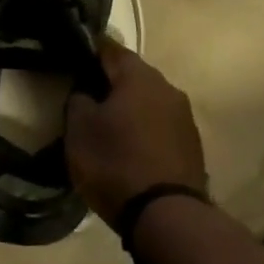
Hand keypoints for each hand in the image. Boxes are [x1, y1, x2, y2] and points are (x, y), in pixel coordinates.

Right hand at [66, 40, 205, 225]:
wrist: (166, 215)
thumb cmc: (114, 163)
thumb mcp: (79, 130)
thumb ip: (78, 101)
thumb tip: (85, 92)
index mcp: (139, 77)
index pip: (110, 49)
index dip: (89, 50)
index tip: (71, 57)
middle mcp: (168, 89)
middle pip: (132, 75)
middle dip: (109, 82)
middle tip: (84, 95)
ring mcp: (184, 117)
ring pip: (148, 101)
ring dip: (128, 107)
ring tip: (105, 124)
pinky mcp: (191, 144)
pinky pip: (159, 125)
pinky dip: (142, 129)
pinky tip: (128, 146)